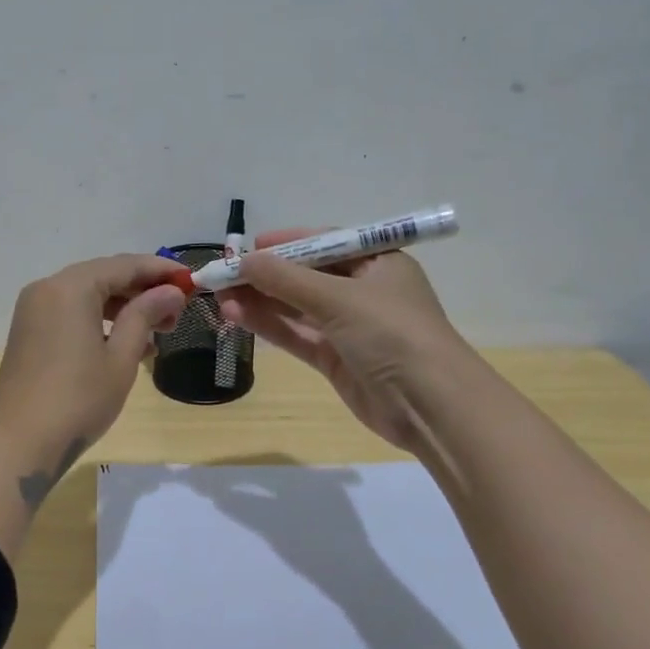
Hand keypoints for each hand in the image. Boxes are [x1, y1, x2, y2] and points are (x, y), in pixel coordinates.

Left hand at [0, 253, 187, 500]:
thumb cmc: (78, 400)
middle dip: (142, 291)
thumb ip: (145, 316)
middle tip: (177, 312)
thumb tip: (171, 291)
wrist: (18, 443)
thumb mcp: (120, 358)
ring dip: (122, 308)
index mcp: (71, 287)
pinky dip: (99, 321)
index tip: (191, 280)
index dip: (160, 271)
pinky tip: (126, 344)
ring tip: (159, 332)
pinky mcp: (29, 332)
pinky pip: (71, 314)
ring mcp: (34, 311)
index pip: (124, 265)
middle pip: (103, 276)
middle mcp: (48, 289)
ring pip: (87, 296)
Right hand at [217, 229, 461, 450]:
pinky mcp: (336, 359)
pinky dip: (270, 326)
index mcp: (377, 262)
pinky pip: (297, 335)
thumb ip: (286, 279)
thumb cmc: (392, 333)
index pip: (325, 243)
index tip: (248, 247)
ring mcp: (348, 328)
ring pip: (296, 308)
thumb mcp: (338, 297)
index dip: (286, 244)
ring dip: (261, 301)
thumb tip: (242, 261)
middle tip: (223, 276)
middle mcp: (363, 291)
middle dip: (265, 276)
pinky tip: (237, 316)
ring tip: (220, 298)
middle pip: (305, 276)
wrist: (429, 405)